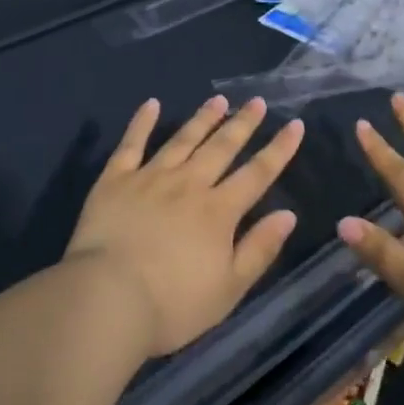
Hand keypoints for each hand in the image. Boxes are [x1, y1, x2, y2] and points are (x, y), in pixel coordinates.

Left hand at [65, 95, 304, 356]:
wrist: (108, 299)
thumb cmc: (173, 304)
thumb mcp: (229, 288)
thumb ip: (259, 249)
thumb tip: (288, 214)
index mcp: (219, 211)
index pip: (257, 174)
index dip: (279, 149)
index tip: (295, 124)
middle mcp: (189, 184)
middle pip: (222, 148)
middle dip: (243, 123)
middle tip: (257, 102)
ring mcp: (150, 177)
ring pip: (183, 139)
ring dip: (203, 118)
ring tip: (218, 100)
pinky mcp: (115, 180)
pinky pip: (131, 144)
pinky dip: (142, 122)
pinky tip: (151, 104)